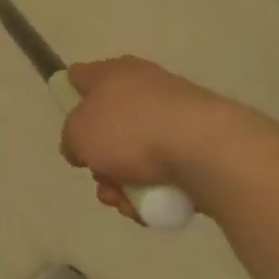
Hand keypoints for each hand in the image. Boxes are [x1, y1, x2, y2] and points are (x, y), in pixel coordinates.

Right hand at [60, 56, 271, 219]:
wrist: (208, 150)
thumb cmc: (130, 131)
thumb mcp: (78, 135)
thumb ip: (70, 139)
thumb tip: (81, 147)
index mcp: (112, 72)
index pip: (79, 77)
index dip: (69, 99)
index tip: (71, 130)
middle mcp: (143, 85)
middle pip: (109, 124)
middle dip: (101, 159)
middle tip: (101, 180)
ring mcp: (176, 114)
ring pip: (137, 152)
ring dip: (125, 181)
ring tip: (128, 203)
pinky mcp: (201, 143)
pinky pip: (167, 168)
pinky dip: (156, 189)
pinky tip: (154, 207)